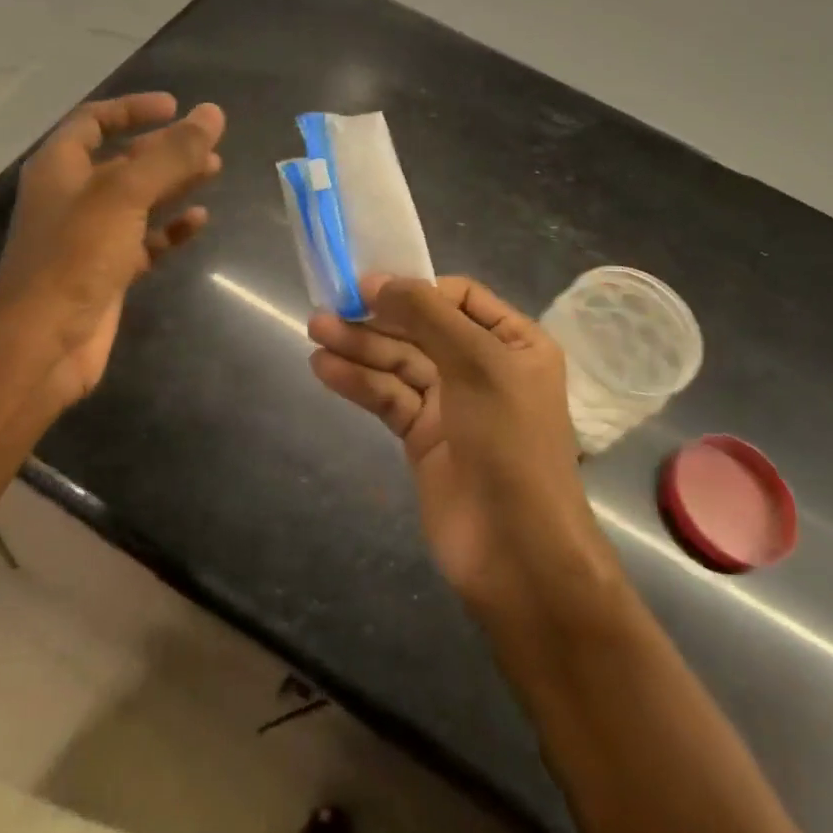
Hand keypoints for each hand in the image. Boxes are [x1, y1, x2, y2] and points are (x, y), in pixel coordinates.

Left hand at [0, 93, 224, 406]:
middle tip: (209, 143)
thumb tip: (212, 113)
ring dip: (174, 183)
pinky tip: (199, 221)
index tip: (174, 106)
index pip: (94, 121)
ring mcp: (90, 236)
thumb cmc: (75, 255)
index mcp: (61, 167)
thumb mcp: (125, 195)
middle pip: (123, 159)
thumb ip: (171, 154)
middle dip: (165, 148)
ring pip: (138, 199)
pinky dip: (170, 229)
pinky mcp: (107, 271)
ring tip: (215, 171)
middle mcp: (73, 196)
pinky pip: (144, 240)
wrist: (42, 344)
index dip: (132, 109)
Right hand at [308, 276, 614, 615]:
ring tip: (315, 332)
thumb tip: (376, 281)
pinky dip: (359, 382)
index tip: (368, 286)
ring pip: (400, 363)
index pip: (459, 297)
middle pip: (422, 329)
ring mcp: (452, 404)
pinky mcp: (423, 437)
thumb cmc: (509, 443)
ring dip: (359, 347)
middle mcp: (484, 367)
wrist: (517, 552)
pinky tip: (325, 369)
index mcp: (514, 343)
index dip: (414, 288)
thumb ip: (427, 315)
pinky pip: (388, 397)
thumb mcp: (478, 364)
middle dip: (377, 319)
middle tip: (326, 309)